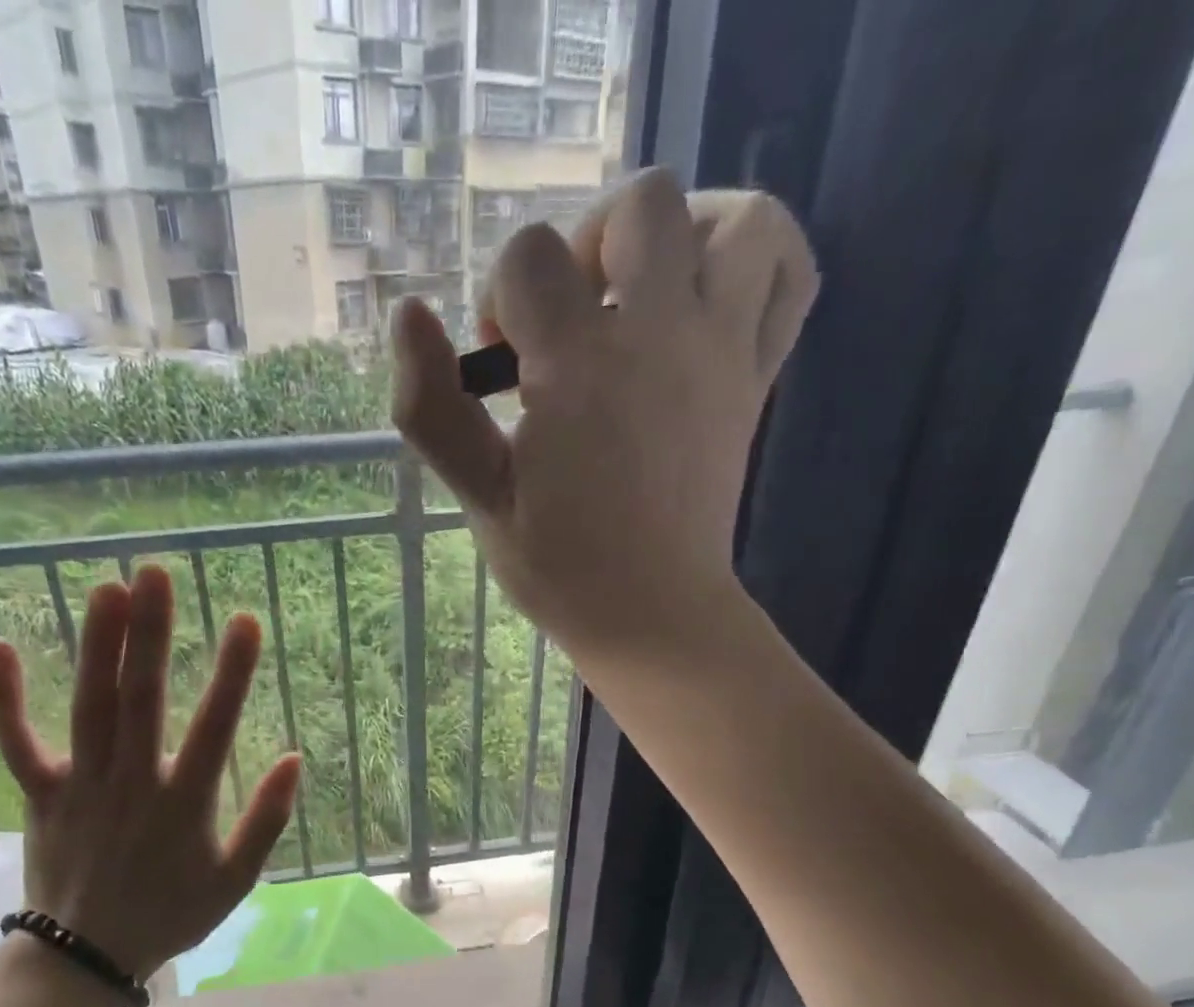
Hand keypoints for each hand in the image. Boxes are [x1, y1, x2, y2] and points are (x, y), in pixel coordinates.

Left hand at [0, 564, 300, 982]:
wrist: (87, 957)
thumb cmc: (171, 914)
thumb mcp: (235, 881)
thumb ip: (266, 821)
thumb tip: (291, 758)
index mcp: (183, 804)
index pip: (214, 727)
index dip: (232, 673)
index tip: (244, 620)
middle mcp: (131, 783)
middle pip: (141, 699)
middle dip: (151, 634)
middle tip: (154, 573)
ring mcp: (81, 785)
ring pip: (88, 707)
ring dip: (97, 647)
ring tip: (105, 588)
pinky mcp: (42, 794)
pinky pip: (18, 743)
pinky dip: (5, 699)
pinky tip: (0, 647)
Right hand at [391, 169, 817, 665]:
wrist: (652, 615)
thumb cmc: (559, 567)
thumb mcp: (479, 498)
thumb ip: (433, 410)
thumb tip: (405, 316)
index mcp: (579, 366)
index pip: (529, 258)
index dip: (501, 299)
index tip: (501, 367)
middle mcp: (660, 336)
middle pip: (639, 205)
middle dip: (586, 246)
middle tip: (571, 321)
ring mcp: (721, 351)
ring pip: (736, 218)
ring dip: (681, 235)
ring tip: (641, 297)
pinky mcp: (755, 376)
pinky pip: (788, 273)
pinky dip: (755, 260)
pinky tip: (708, 296)